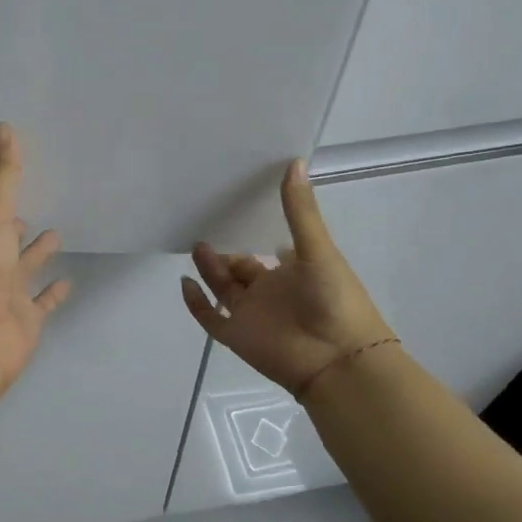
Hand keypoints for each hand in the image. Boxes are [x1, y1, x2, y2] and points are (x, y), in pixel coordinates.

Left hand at [0, 122, 71, 400]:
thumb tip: (3, 126)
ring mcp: (4, 295)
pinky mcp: (24, 321)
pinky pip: (42, 303)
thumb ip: (1, 174)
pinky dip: (53, 293)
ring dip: (37, 255)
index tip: (15, 184)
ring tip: (58, 234)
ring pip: (23, 270)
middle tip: (34, 211)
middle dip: (16, 228)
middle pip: (3, 242)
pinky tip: (69, 282)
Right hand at [180, 160, 395, 397]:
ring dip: (209, 269)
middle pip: (240, 268)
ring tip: (196, 246)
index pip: (269, 248)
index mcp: (294, 270)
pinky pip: (209, 318)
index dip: (255, 231)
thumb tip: (294, 162)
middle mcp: (271, 290)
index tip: (235, 208)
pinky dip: (195, 303)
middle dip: (224, 253)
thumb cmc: (334, 300)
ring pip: (223, 289)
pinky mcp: (236, 335)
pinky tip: (185, 282)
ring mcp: (252, 314)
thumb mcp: (317, 249)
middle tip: (205, 227)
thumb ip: (299, 211)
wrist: (336, 359)